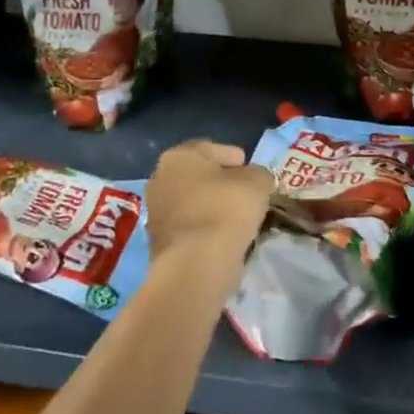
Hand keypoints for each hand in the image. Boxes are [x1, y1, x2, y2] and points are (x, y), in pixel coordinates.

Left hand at [144, 140, 273, 267]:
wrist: (196, 264)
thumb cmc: (226, 210)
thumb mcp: (258, 182)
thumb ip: (258, 174)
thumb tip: (254, 180)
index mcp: (179, 156)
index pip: (211, 149)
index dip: (235, 158)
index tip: (251, 171)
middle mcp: (160, 179)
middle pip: (198, 175)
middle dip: (220, 183)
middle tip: (245, 193)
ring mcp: (155, 212)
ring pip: (192, 202)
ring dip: (211, 207)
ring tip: (237, 218)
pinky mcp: (158, 242)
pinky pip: (189, 226)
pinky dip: (204, 228)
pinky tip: (223, 236)